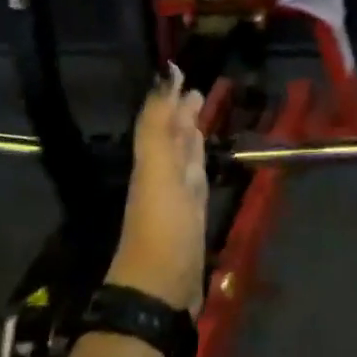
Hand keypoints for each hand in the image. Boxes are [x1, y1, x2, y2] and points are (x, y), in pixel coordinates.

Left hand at [105, 67, 208, 315]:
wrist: (161, 286)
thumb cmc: (163, 225)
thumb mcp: (157, 168)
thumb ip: (159, 124)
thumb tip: (166, 75)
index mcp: (152, 160)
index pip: (161, 120)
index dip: (169, 97)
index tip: (181, 71)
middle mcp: (163, 173)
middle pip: (172, 137)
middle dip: (182, 113)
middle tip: (198, 91)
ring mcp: (178, 197)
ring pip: (184, 157)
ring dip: (192, 136)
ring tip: (203, 117)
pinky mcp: (193, 218)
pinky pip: (196, 180)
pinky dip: (200, 165)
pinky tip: (204, 163)